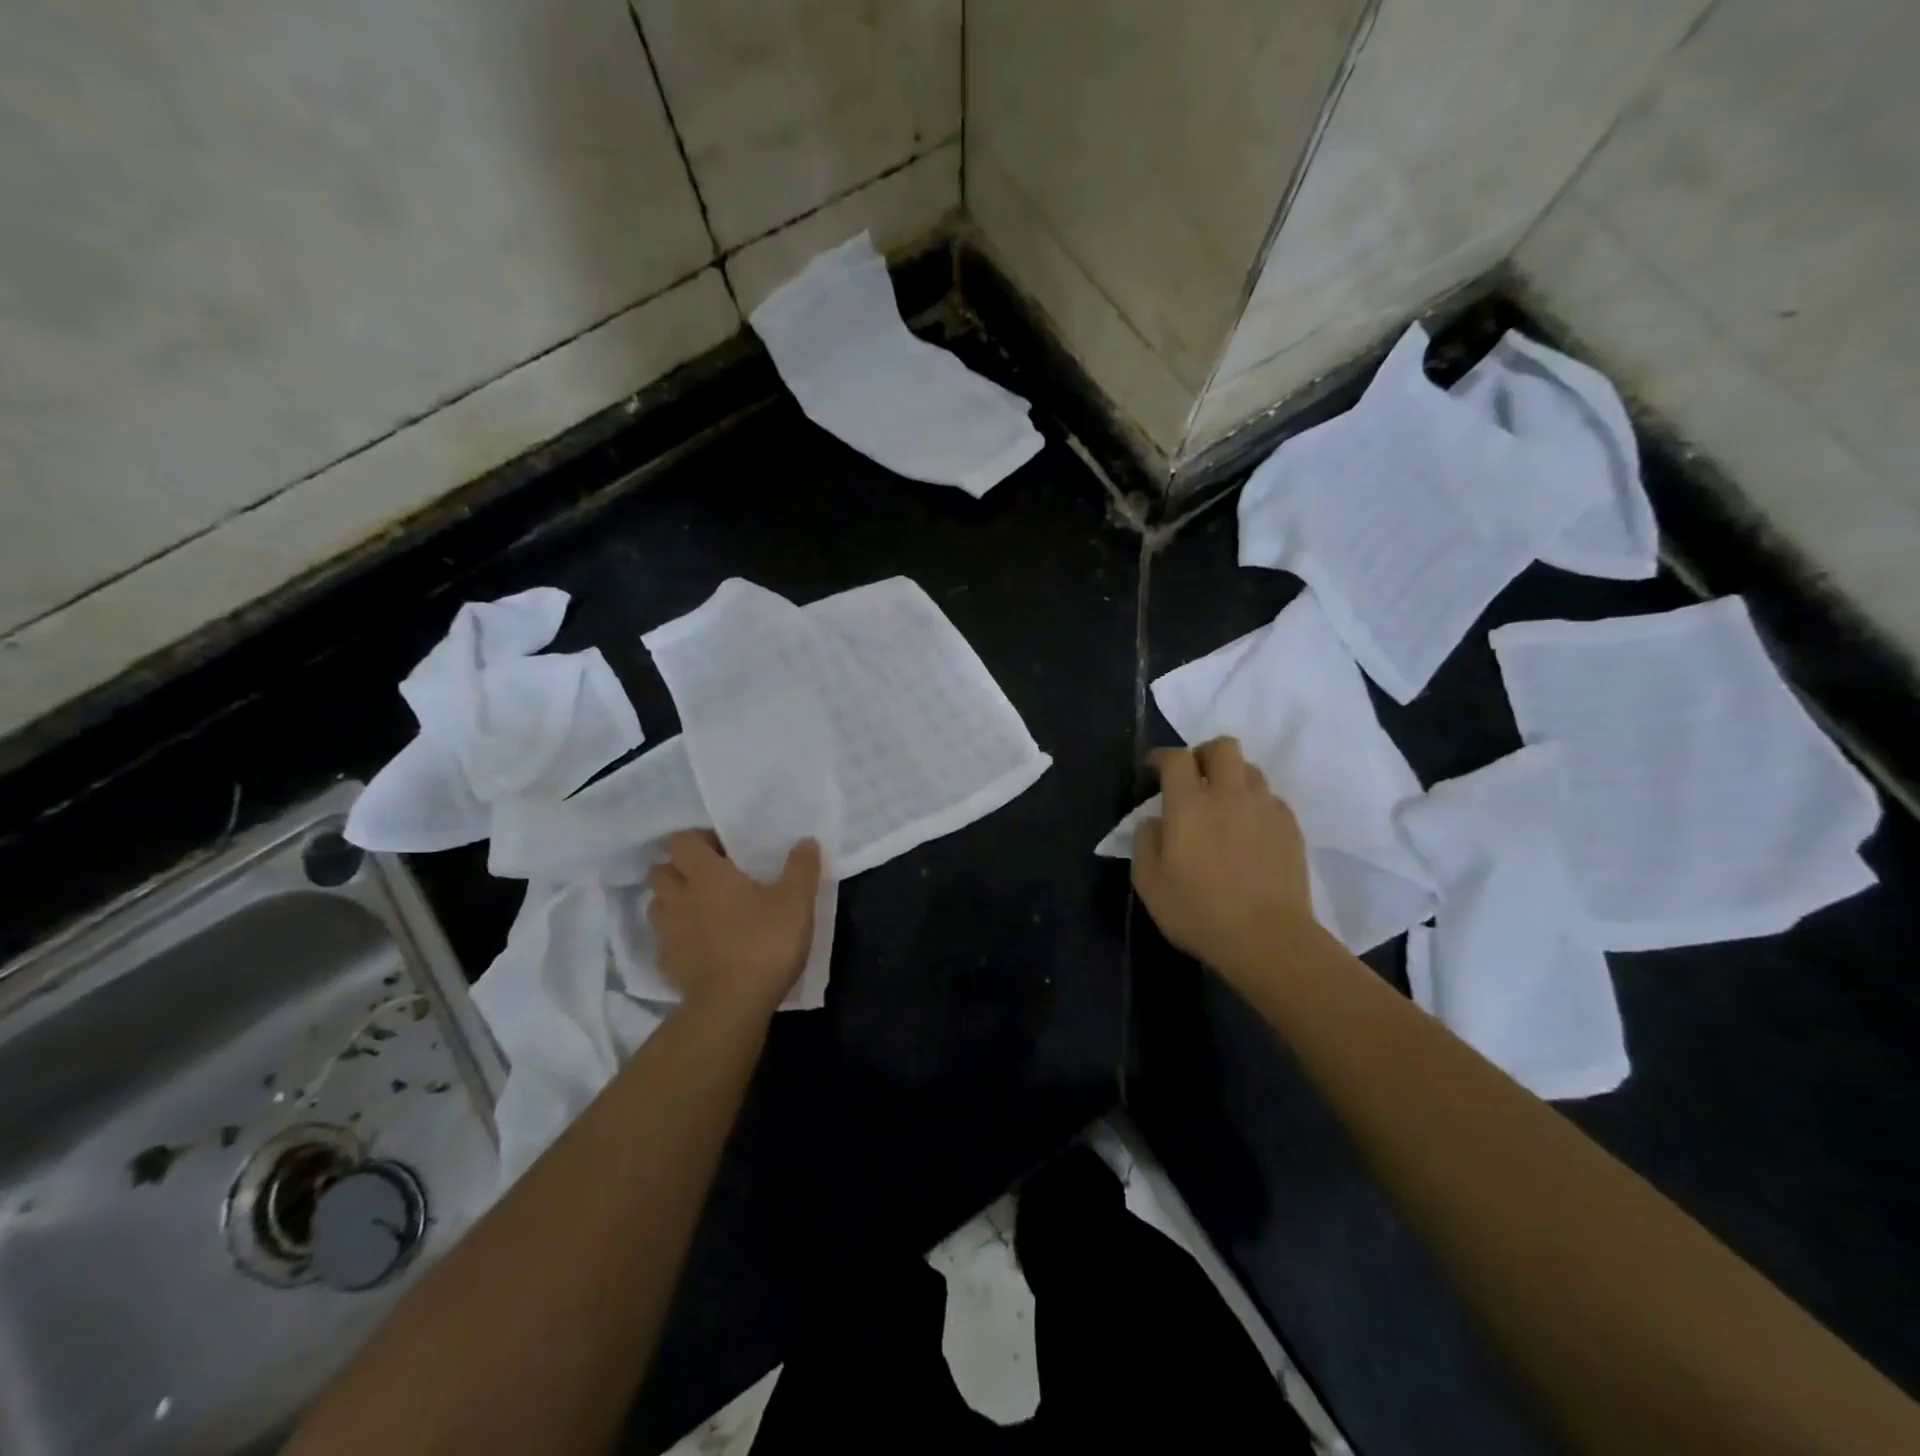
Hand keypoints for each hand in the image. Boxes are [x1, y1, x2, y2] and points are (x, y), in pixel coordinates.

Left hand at [646, 831, 821, 1016]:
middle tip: (708, 876)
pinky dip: (676, 935)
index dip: (697, 839)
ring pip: (656, 904)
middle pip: (660, 871)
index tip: (721, 848)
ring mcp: (668, 933)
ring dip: (672, 900)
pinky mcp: (667, 963)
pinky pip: (663, 939)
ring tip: (700, 908)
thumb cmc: (764, 944)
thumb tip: (806, 840)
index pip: (681, 841)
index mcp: (707, 875)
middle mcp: (679, 898)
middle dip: (678, 868)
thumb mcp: (796, 903)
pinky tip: (699, 943)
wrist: (732, 1006)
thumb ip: (801, 868)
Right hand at [1132, 737, 1328, 985]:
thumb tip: (1155, 821)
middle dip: (1203, 754)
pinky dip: (1255, 804)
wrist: (1268, 938)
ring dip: (1232, 778)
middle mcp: (1229, 794)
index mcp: (1189, 803)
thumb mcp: (1149, 882)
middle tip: (1193, 779)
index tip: (1153, 770)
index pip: (1176, 758)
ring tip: (1223, 805)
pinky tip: (1248, 831)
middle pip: (1222, 747)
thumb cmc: (1198, 911)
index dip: (1161, 757)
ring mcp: (1265, 808)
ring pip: (1250, 770)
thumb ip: (1145, 842)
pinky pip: (1270, 798)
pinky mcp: (1290, 827)